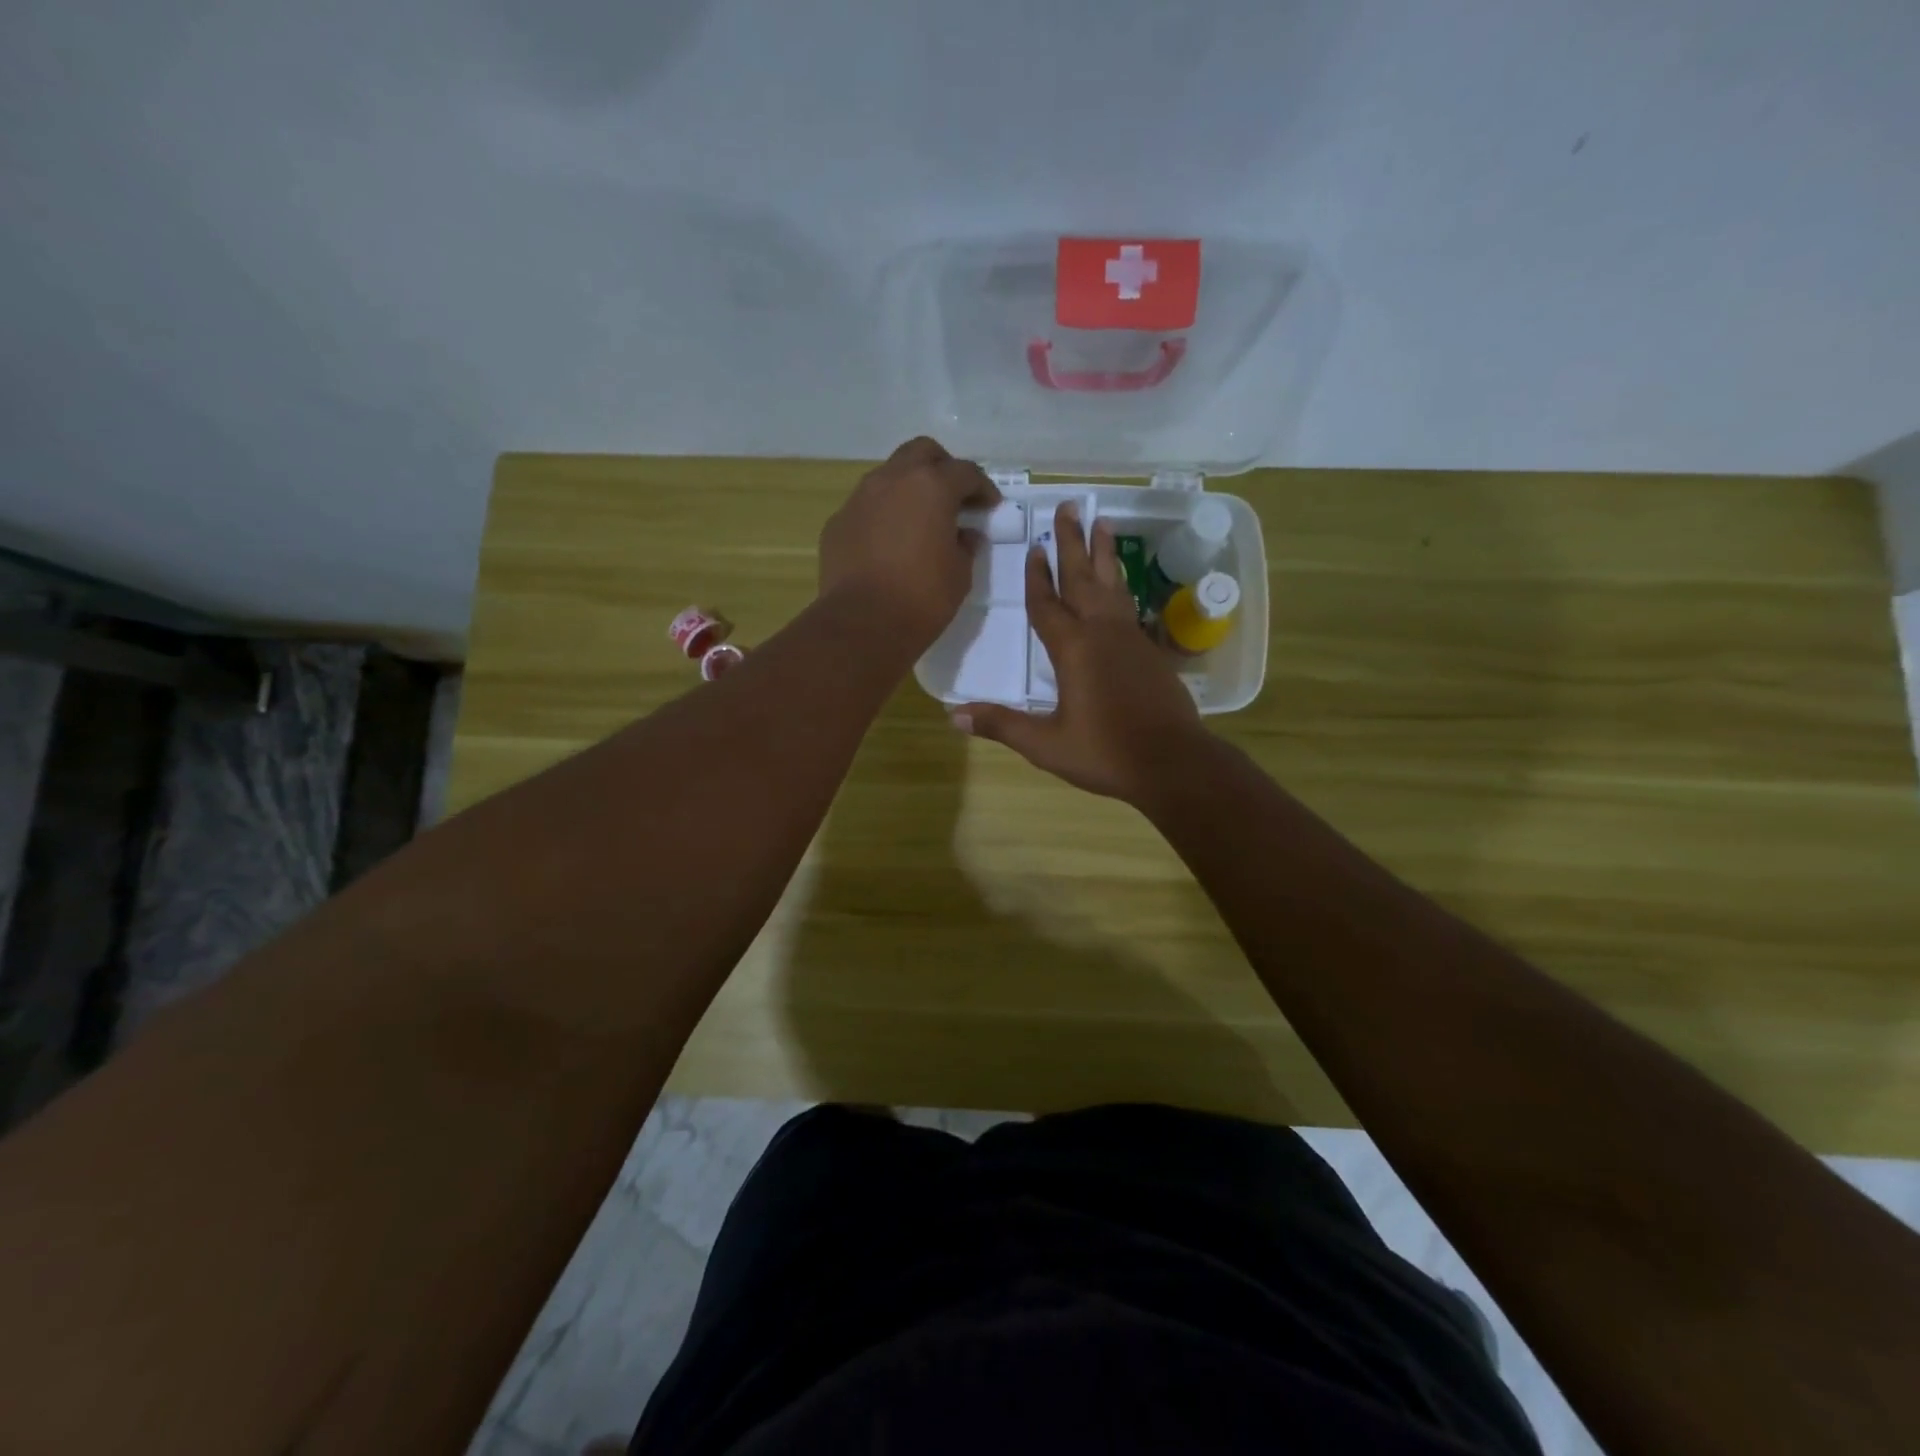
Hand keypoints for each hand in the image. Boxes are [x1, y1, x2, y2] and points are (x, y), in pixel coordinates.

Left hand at [818, 436, 998, 651]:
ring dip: (908, 488)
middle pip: (921, 453)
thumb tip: (964, 534)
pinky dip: (883, 514)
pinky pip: (866, 507)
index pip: (965, 472)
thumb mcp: (959, 574)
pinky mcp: (838, 522)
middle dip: (942, 468)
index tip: (990, 506)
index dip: (982, 487)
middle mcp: (892, 480)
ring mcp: (859, 499)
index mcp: (931, 487)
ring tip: (920, 518)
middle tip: (954, 496)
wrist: (862, 624)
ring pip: (889, 475)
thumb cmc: (922, 598)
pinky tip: (889, 542)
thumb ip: (965, 545)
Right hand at [956, 502, 1207, 805]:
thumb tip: (953, 716)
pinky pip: (1128, 604)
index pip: (1047, 604)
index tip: (1034, 546)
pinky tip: (1119, 581)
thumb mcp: (1047, 745)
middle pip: (1082, 578)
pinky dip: (1120, 583)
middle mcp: (1102, 633)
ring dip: (1103, 553)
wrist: (1173, 763)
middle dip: (1072, 542)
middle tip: (1069, 506)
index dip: (1036, 576)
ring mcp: (1130, 638)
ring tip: (1101, 522)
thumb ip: (1002, 726)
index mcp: (1073, 650)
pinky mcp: (1149, 650)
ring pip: (1112, 584)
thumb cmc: (1106, 754)